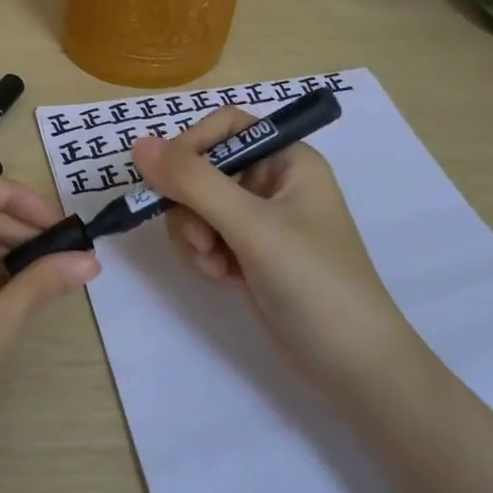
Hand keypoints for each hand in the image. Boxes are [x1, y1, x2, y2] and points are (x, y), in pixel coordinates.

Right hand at [131, 107, 417, 379]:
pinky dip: (204, 255)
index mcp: (287, 158)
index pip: (224, 126)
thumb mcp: (252, 227)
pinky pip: (205, 235)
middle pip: (203, 168)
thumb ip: (194, 183)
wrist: (354, 366)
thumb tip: (138, 145)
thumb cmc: (314, 282)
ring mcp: (260, 219)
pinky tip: (224, 279)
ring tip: (217, 267)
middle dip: (191, 206)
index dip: (191, 146)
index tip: (168, 181)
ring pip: (196, 205)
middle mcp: (272, 181)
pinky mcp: (249, 251)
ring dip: (194, 236)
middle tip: (204, 242)